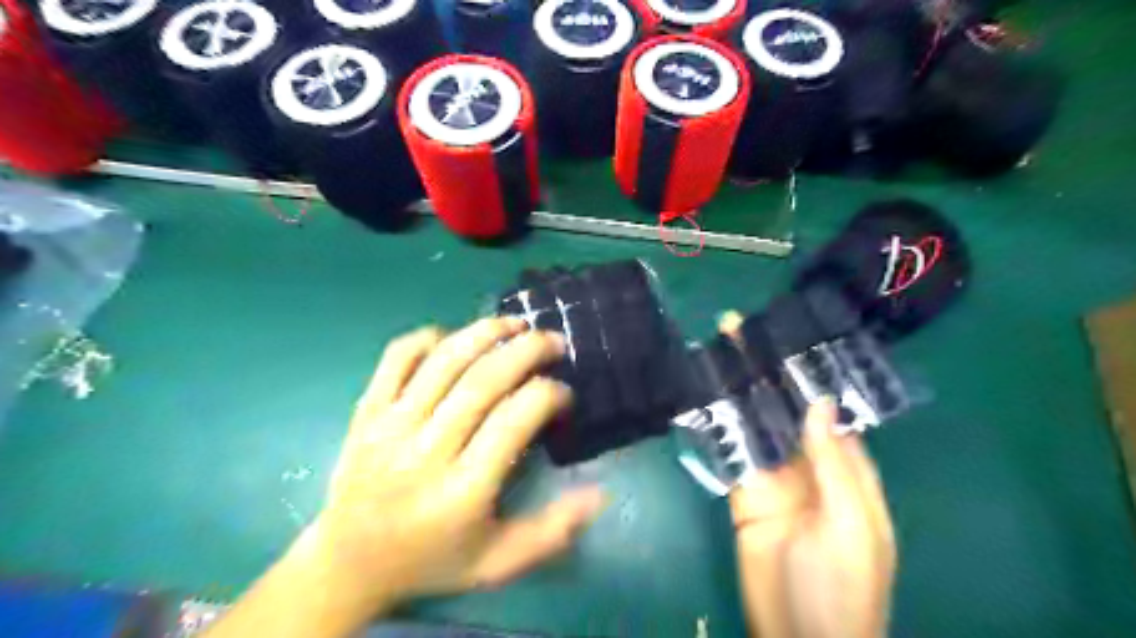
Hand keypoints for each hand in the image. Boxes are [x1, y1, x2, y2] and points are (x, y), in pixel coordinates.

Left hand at [310, 320, 606, 607]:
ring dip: (485, 332)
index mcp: (463, 491)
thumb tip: (599, 492)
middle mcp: (426, 452)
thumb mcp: (498, 563)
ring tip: (515, 323)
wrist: (350, 563)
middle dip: (526, 350)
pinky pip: (396, 357)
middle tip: (553, 341)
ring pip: (443, 361)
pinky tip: (453, 338)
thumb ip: (552, 531)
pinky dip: (427, 337)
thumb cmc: (433, 559)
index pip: (514, 421)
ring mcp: (390, 426)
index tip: (564, 392)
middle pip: (482, 382)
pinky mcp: (367, 411)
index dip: (548, 394)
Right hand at [719, 313, 896, 637]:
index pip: (827, 408)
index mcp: (846, 468)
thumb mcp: (852, 525)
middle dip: (765, 370)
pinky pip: (729, 452)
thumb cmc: (843, 586)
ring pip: (753, 423)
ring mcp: (771, 476)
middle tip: (738, 328)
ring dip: (737, 389)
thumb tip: (821, 403)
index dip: (808, 372)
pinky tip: (703, 395)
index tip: (787, 335)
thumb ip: (835, 464)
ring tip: (717, 350)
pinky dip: (717, 425)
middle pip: (784, 408)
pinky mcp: (742, 492)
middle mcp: (808, 464)